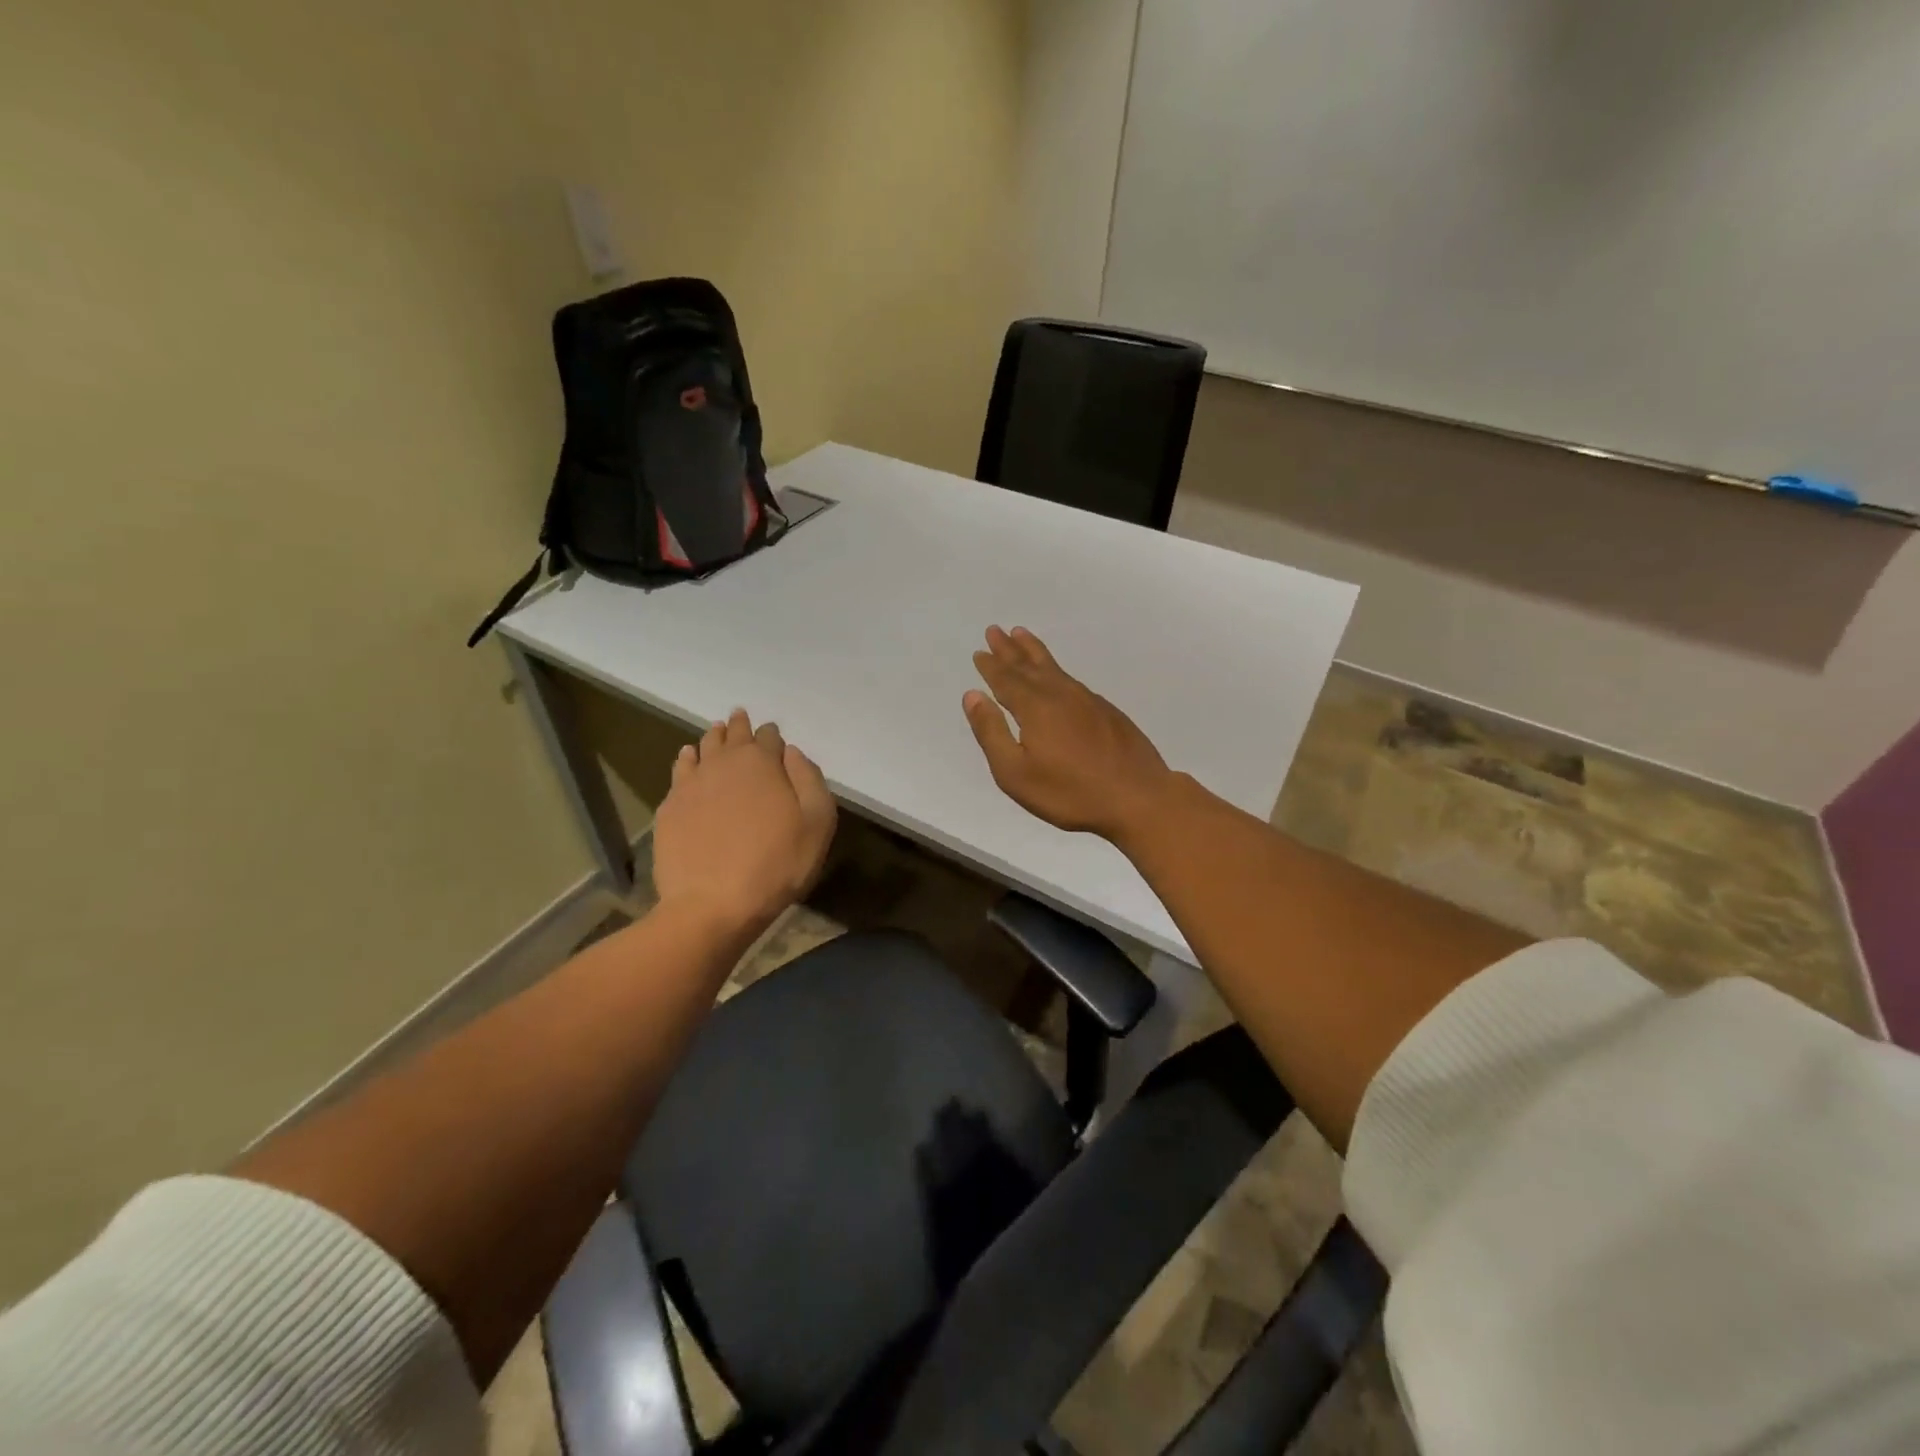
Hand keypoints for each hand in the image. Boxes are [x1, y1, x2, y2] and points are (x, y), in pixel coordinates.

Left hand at [652, 709, 837, 937]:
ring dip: (713, 738)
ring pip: (703, 748)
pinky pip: (680, 770)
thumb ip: (810, 779)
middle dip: (740, 726)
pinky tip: (688, 758)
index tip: (774, 736)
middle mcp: (724, 763)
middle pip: (733, 735)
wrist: (712, 904)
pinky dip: (687, 759)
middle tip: (740, 717)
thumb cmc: (776, 865)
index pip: (768, 736)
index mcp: (762, 763)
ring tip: (717, 731)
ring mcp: (692, 783)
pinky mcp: (670, 806)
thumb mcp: (817, 823)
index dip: (773, 735)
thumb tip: (792, 752)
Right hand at [963, 625, 1176, 841]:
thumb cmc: (1070, 792)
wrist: (1138, 797)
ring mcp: (1088, 701)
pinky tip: (1057, 675)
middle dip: (1009, 649)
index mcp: (1035, 707)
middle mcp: (1060, 695)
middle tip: (995, 630)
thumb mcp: (1016, 772)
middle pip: (1029, 666)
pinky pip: (1072, 679)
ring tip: (1022, 635)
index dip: (991, 666)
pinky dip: (1057, 669)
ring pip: (1054, 668)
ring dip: (1034, 651)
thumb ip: (991, 732)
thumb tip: (973, 695)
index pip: (1006, 680)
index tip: (980, 652)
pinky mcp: (1107, 712)